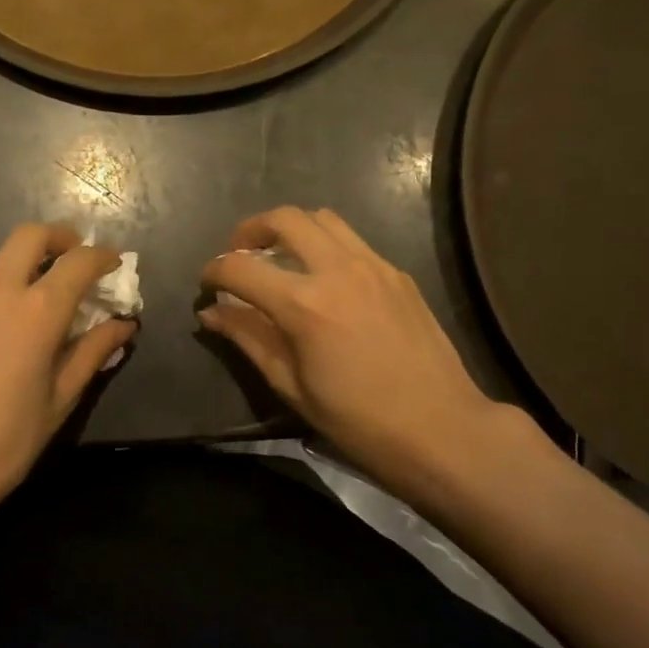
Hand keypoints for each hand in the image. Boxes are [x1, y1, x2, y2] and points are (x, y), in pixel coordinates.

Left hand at [0, 224, 134, 524]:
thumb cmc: (2, 442)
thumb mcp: (58, 401)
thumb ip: (92, 353)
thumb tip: (123, 325)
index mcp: (36, 311)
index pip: (78, 261)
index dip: (103, 257)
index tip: (115, 265)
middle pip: (31, 236)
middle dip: (61, 238)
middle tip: (77, 262)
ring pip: (1, 263)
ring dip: (29, 268)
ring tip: (45, 308)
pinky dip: (3, 294)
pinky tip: (7, 335)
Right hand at [199, 208, 502, 498]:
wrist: (440, 429)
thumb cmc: (357, 420)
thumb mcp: (290, 385)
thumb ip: (248, 338)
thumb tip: (211, 313)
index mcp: (305, 305)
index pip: (241, 267)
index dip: (215, 270)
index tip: (208, 283)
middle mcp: (338, 270)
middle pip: (285, 218)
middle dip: (251, 230)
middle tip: (241, 254)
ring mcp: (374, 266)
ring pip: (323, 219)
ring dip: (292, 229)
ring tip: (281, 258)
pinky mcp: (397, 273)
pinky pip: (353, 241)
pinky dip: (326, 246)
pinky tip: (325, 280)